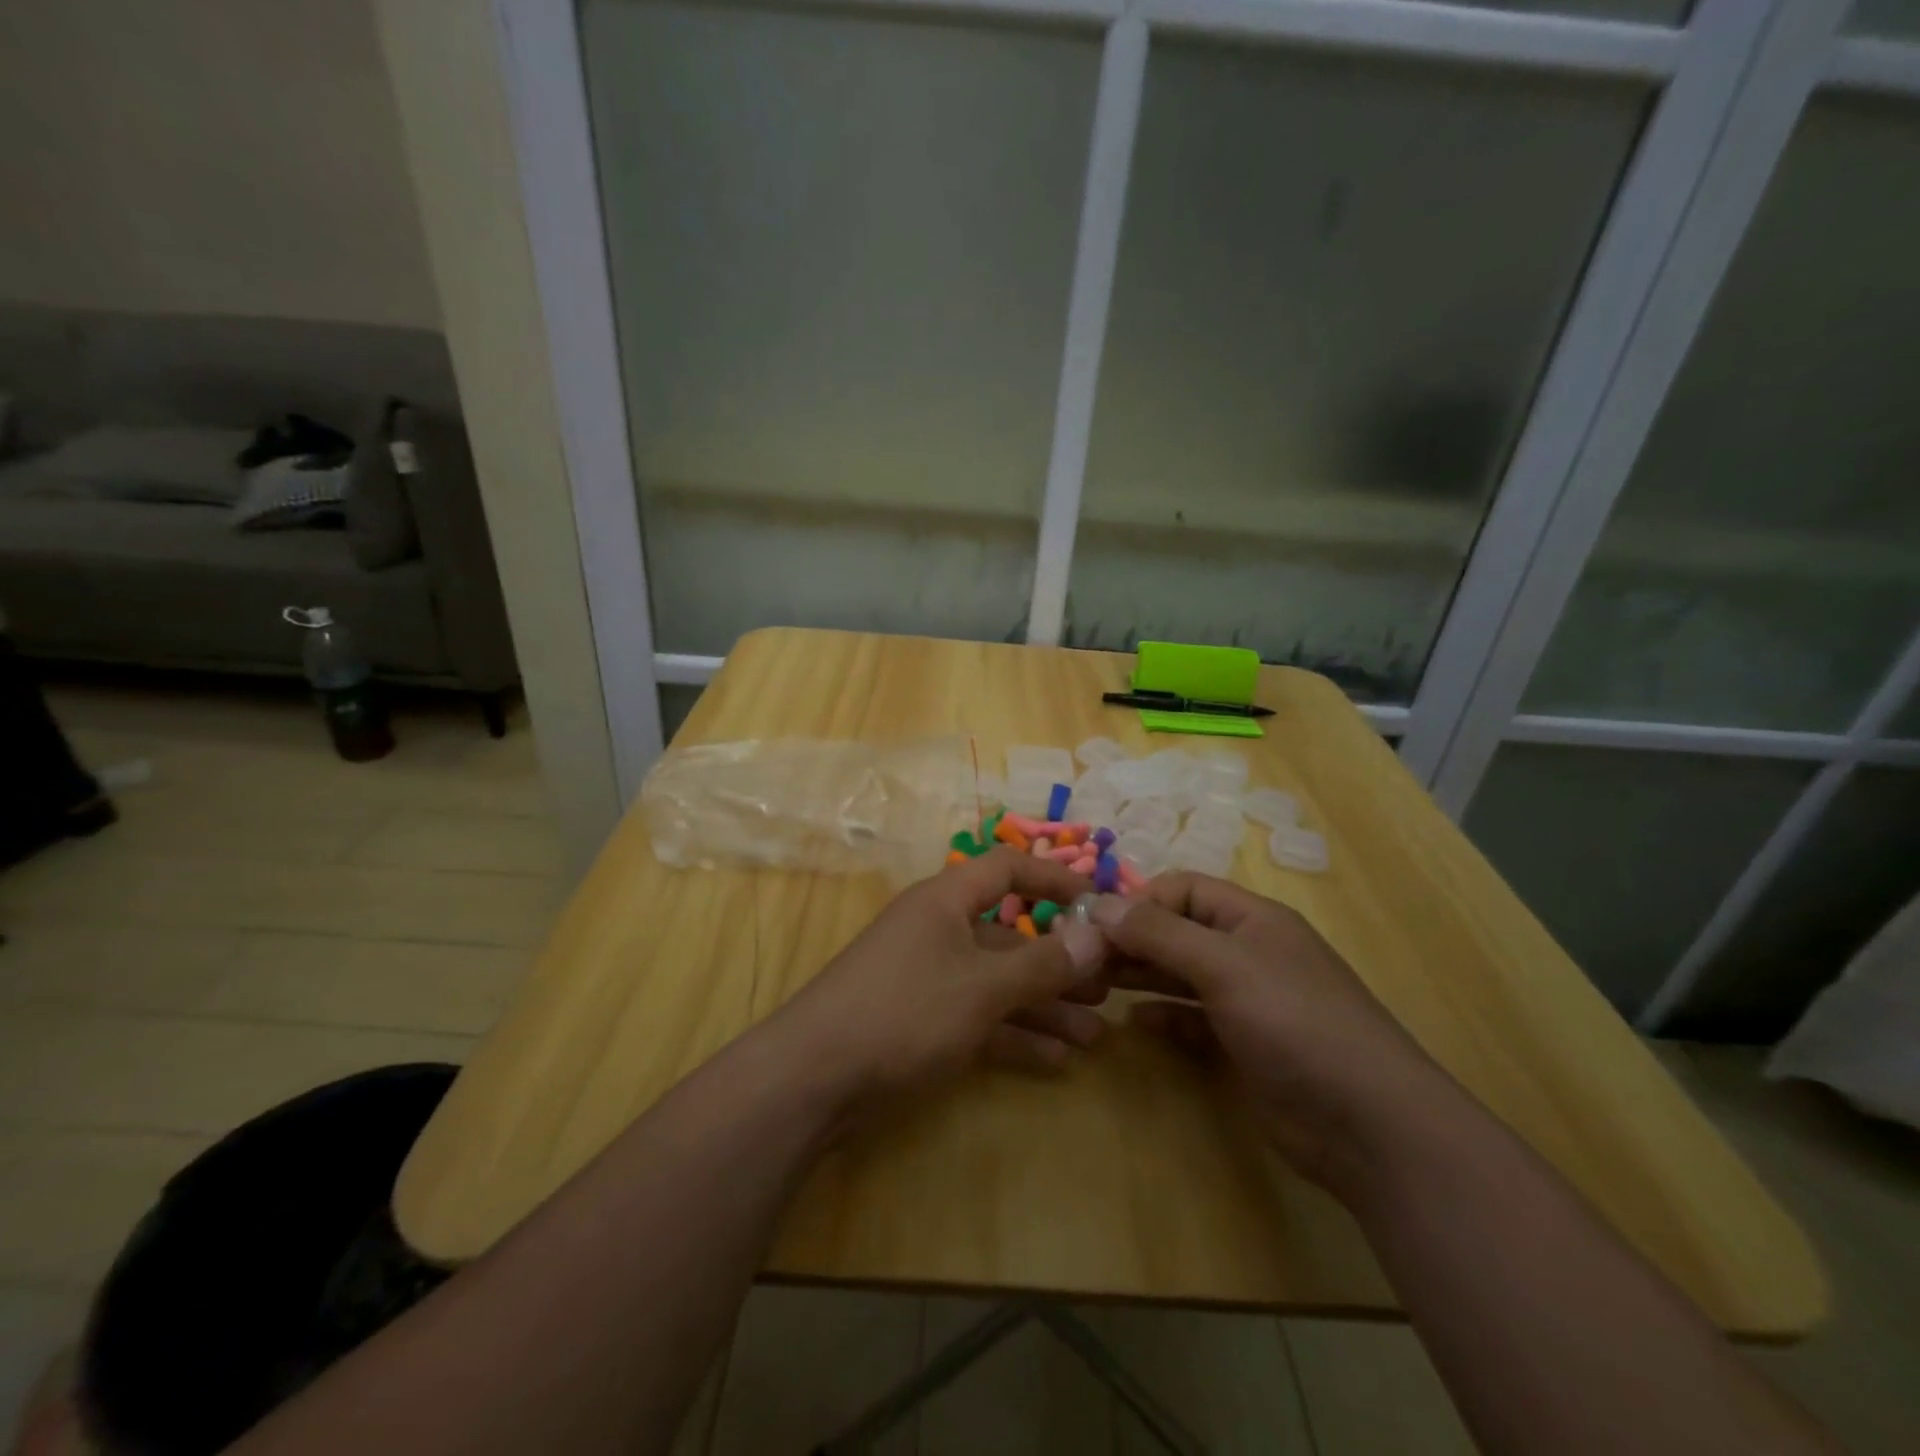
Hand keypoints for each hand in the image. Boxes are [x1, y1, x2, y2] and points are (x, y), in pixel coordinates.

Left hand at [774, 848, 1109, 1116]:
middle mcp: (938, 930)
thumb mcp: (982, 987)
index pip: (1008, 869)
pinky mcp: (920, 1021)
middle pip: (1010, 934)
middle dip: (1059, 960)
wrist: (814, 1079)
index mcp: (946, 901)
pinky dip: (1014, 1034)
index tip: (1100, 906)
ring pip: (998, 982)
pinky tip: (1056, 1061)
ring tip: (1096, 1034)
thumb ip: (1042, 962)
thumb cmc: (904, 1011)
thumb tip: (1098, 933)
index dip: (1055, 880)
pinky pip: (979, 1018)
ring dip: (1045, 1006)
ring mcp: (928, 977)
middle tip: (1108, 986)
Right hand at [1091, 875, 1446, 1192]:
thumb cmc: (1295, 1023)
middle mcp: (1248, 952)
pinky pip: (1192, 1019)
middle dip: (1133, 940)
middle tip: (1084, 960)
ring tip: (1096, 985)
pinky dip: (1164, 1017)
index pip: (1184, 889)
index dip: (1140, 901)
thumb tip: (1099, 904)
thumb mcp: (1224, 966)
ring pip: (1181, 974)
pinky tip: (1134, 1024)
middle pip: (1178, 931)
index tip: (1096, 926)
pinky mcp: (1244, 1045)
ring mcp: (1247, 1001)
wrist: (1368, 1124)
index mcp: (1252, 919)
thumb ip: (1160, 933)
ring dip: (1142, 975)